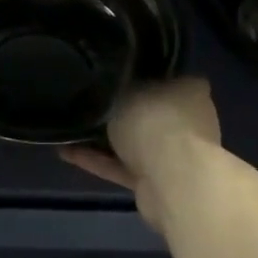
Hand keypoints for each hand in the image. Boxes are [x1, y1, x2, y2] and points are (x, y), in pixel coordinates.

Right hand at [61, 76, 221, 232]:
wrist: (172, 180)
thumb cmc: (154, 120)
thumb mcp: (128, 90)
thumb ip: (120, 88)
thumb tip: (115, 85)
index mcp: (190, 89)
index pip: (165, 77)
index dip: (139, 75)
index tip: (113, 76)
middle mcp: (188, 120)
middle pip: (149, 112)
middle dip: (121, 112)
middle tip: (88, 102)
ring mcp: (175, 154)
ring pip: (135, 142)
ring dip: (104, 140)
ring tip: (69, 128)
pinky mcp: (157, 182)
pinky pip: (123, 166)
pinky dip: (99, 160)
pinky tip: (67, 151)